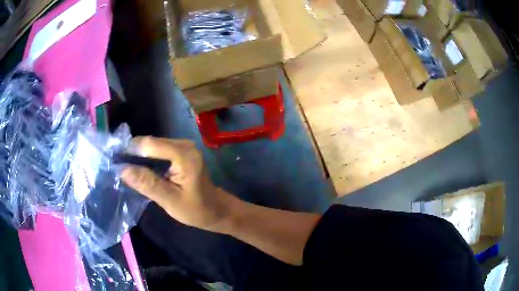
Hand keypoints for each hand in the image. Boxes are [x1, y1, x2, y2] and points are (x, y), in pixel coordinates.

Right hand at [121, 137, 236, 231]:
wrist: (216, 210)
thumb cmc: (197, 210)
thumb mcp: (170, 201)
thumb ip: (147, 184)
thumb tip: (122, 169)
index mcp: (184, 155)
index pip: (149, 145)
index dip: (130, 150)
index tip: (114, 159)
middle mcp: (184, 145)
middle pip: (151, 143)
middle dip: (133, 153)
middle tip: (117, 165)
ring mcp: (183, 147)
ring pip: (153, 146)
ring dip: (139, 155)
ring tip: (124, 167)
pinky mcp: (181, 152)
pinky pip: (159, 150)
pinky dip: (147, 157)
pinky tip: (139, 168)